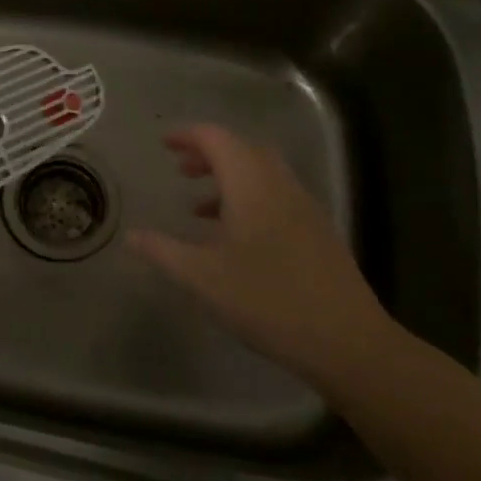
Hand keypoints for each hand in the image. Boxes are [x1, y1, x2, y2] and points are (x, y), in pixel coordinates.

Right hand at [126, 124, 399, 391]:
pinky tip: (235, 236)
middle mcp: (281, 187)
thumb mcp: (202, 277)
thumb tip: (131, 235)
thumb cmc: (268, 301)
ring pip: (263, 174)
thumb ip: (163, 251)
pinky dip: (250, 199)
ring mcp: (305, 210)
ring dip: (230, 177)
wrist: (349, 343)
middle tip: (181, 169)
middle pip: (244, 150)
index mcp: (252, 186)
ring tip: (199, 206)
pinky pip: (277, 197)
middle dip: (210, 153)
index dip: (188, 136)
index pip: (218, 139)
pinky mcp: (318, 235)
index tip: (164, 144)